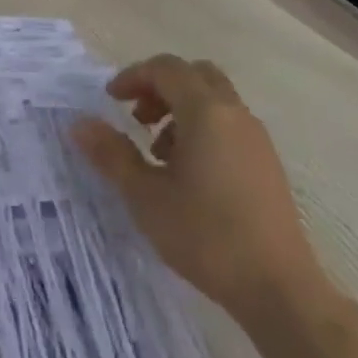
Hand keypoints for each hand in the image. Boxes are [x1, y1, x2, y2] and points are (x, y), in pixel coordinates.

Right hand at [73, 55, 326, 319]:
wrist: (278, 288)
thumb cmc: (205, 236)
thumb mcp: (145, 196)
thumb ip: (111, 154)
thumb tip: (79, 124)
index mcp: (206, 112)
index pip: (166, 69)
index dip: (133, 76)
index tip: (109, 100)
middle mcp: (235, 114)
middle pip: (195, 75)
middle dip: (160, 87)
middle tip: (136, 117)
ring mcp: (256, 138)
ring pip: (214, 99)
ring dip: (180, 109)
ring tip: (157, 152)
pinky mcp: (266, 163)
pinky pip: (228, 124)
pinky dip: (202, 128)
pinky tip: (188, 173)